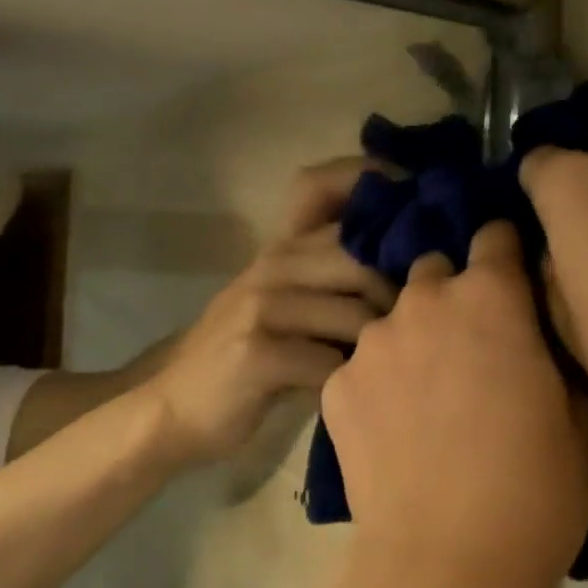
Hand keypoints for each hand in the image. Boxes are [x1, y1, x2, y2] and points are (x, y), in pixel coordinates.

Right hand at [152, 160, 395, 462]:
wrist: (171, 405)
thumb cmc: (244, 353)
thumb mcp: (285, 301)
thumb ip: (332, 276)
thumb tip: (411, 268)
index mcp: (285, 245)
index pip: (327, 187)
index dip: (373, 182)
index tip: (416, 206)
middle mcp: (276, 262)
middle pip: (364, 261)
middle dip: (398, 299)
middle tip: (412, 333)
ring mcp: (264, 304)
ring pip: (357, 315)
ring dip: (377, 350)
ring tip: (379, 372)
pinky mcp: (257, 352)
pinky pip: (330, 363)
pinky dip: (346, 384)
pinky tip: (344, 397)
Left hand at [321, 222, 587, 587]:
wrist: (445, 567)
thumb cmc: (534, 491)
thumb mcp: (581, 418)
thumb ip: (560, 350)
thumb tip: (544, 326)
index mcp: (490, 297)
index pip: (494, 234)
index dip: (506, 252)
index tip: (511, 278)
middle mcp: (424, 300)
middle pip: (437, 270)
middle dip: (454, 294)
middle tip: (469, 345)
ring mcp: (372, 340)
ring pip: (395, 315)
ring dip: (413, 336)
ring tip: (425, 393)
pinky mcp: (336, 383)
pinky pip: (362, 362)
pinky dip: (377, 380)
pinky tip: (391, 427)